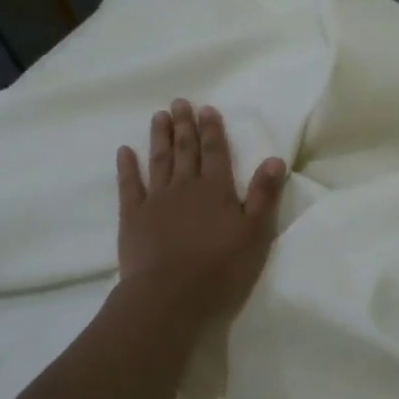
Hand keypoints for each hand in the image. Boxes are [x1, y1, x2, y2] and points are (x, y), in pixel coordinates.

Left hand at [112, 100, 287, 334]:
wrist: (169, 296)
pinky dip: (127, 167)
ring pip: (159, 160)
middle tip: (179, 102)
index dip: (212, 129)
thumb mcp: (254, 234)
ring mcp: (156, 199)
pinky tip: (124, 151)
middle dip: (184, 125)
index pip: (215, 152)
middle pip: (186, 150)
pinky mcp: (132, 216)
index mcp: (216, 189)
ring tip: (159, 116)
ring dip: (160, 137)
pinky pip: (129, 185)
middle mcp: (186, 186)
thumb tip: (274, 159)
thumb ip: (263, 195)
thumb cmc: (220, 268)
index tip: (206, 109)